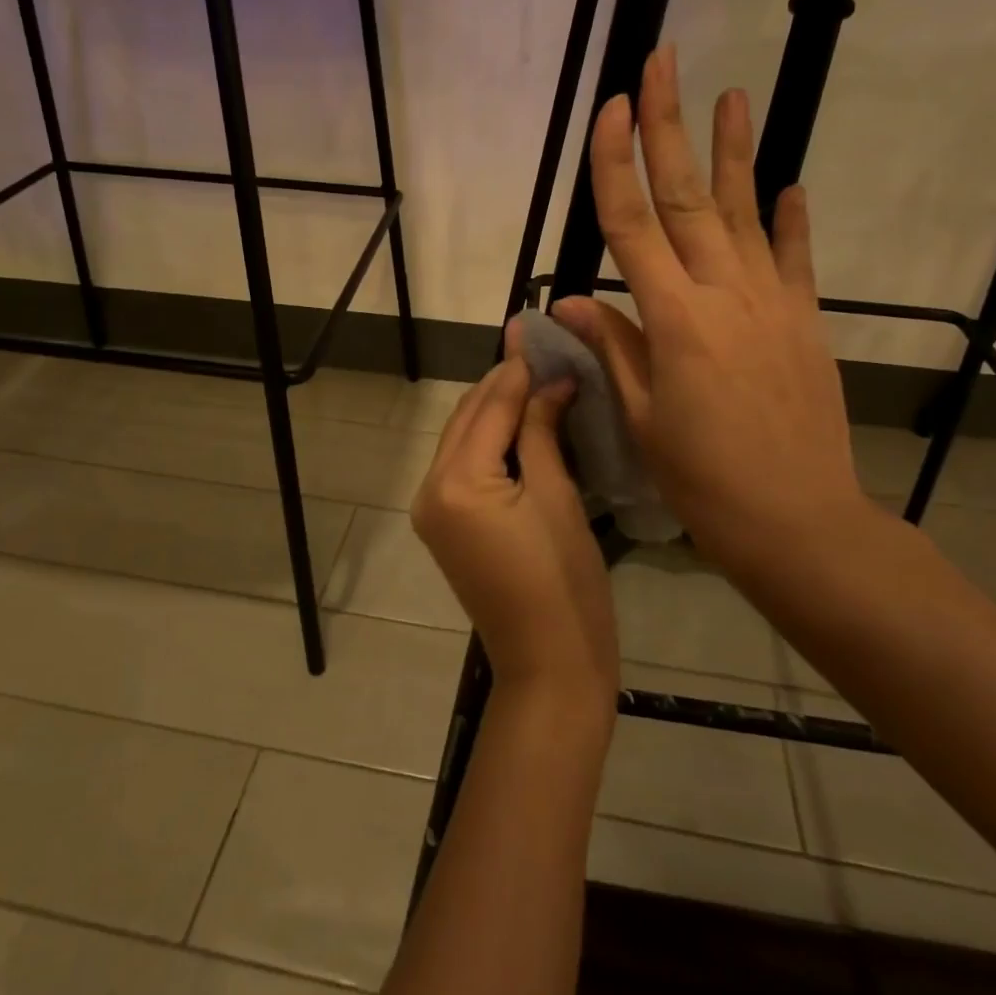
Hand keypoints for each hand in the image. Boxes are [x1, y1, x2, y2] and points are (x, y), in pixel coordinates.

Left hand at [412, 325, 617, 718]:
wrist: (549, 663)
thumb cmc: (564, 582)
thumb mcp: (557, 497)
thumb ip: (543, 431)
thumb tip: (551, 380)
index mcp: (456, 482)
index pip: (489, 407)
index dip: (518, 369)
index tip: (540, 331)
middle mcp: (431, 488)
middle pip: (467, 418)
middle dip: (502, 384)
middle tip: (541, 351)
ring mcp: (432, 509)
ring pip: (463, 439)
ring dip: (495, 409)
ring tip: (537, 378)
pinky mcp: (445, 525)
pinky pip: (463, 465)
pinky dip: (490, 440)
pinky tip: (522, 422)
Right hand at [551, 45, 872, 596]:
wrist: (798, 521)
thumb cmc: (704, 480)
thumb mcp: (643, 420)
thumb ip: (613, 349)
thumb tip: (572, 300)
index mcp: (674, 321)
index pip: (633, 226)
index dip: (617, 164)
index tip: (611, 107)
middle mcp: (724, 295)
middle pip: (688, 198)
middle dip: (670, 127)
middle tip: (664, 63)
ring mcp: (772, 304)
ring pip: (747, 213)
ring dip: (735, 152)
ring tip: (733, 94)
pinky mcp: (804, 322)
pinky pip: (797, 259)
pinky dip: (793, 220)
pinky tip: (790, 184)